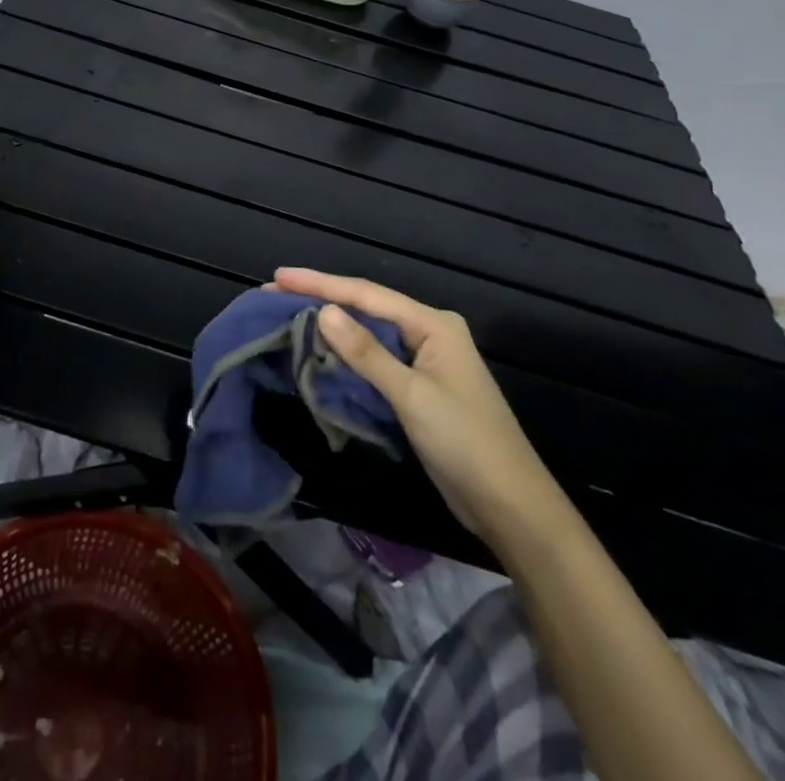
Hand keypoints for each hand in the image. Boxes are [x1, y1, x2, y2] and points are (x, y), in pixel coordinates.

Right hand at [275, 267, 569, 552]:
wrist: (511, 507)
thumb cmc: (465, 444)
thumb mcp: (412, 396)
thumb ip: (366, 353)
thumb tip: (324, 311)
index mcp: (432, 324)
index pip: (366, 294)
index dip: (320, 283)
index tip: (278, 277)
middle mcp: (428, 332)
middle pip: (366, 306)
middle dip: (320, 298)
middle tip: (273, 294)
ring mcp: (424, 360)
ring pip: (368, 332)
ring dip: (330, 325)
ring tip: (286, 314)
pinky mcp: (418, 386)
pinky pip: (374, 358)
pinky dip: (346, 353)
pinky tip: (319, 350)